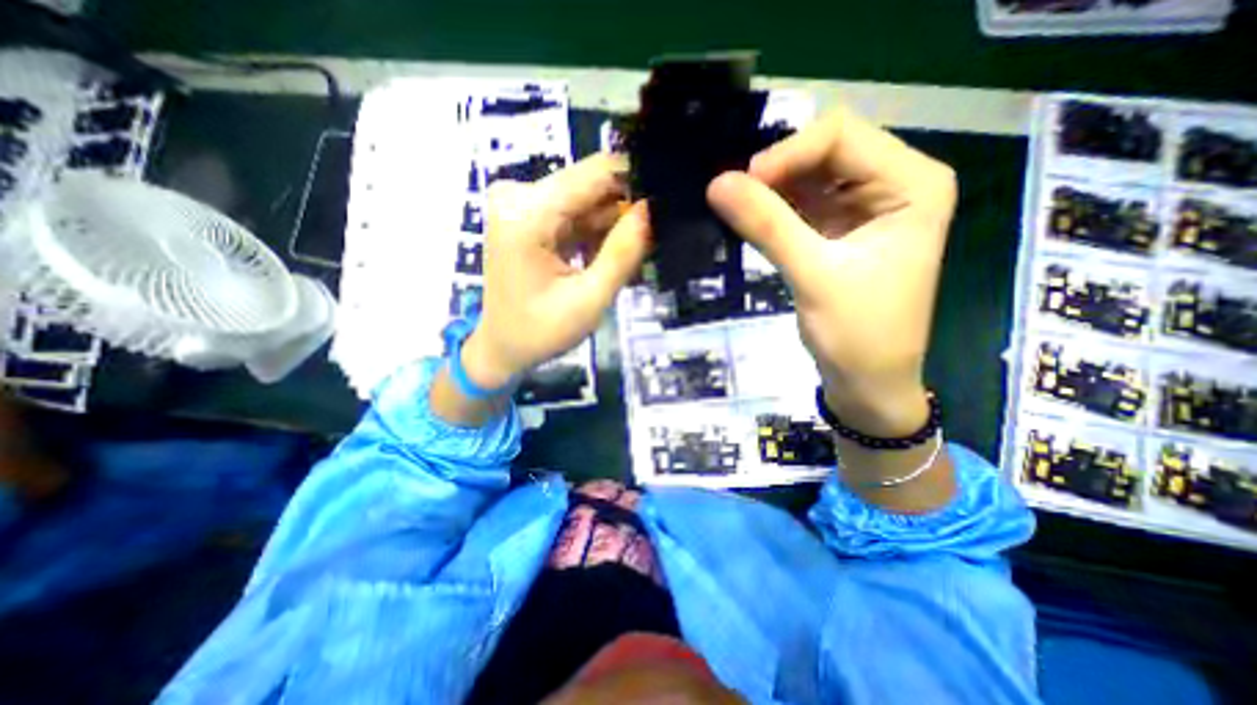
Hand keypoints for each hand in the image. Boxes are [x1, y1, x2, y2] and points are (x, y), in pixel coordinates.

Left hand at [465, 151, 654, 390]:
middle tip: (653, 239)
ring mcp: (522, 203)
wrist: (502, 348)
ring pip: (587, 199)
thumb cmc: (541, 332)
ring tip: (635, 254)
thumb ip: (622, 253)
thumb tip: (652, 209)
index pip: (596, 173)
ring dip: (615, 224)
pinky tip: (612, 255)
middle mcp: (519, 194)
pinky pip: (576, 213)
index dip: (637, 184)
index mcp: (527, 212)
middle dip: (627, 209)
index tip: (666, 208)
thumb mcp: (588, 300)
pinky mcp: (529, 215)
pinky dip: (598, 232)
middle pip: (591, 185)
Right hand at [702, 103, 958, 434]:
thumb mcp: (813, 275)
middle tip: (736, 200)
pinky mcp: (841, 231)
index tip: (744, 185)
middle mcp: (895, 184)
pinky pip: (803, 205)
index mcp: (913, 183)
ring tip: (739, 210)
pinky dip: (776, 211)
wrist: (867, 382)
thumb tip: (717, 184)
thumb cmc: (857, 334)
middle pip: (825, 152)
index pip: (842, 136)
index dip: (787, 154)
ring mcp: (866, 208)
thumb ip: (767, 226)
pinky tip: (753, 222)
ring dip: (772, 192)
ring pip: (809, 178)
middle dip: (778, 172)